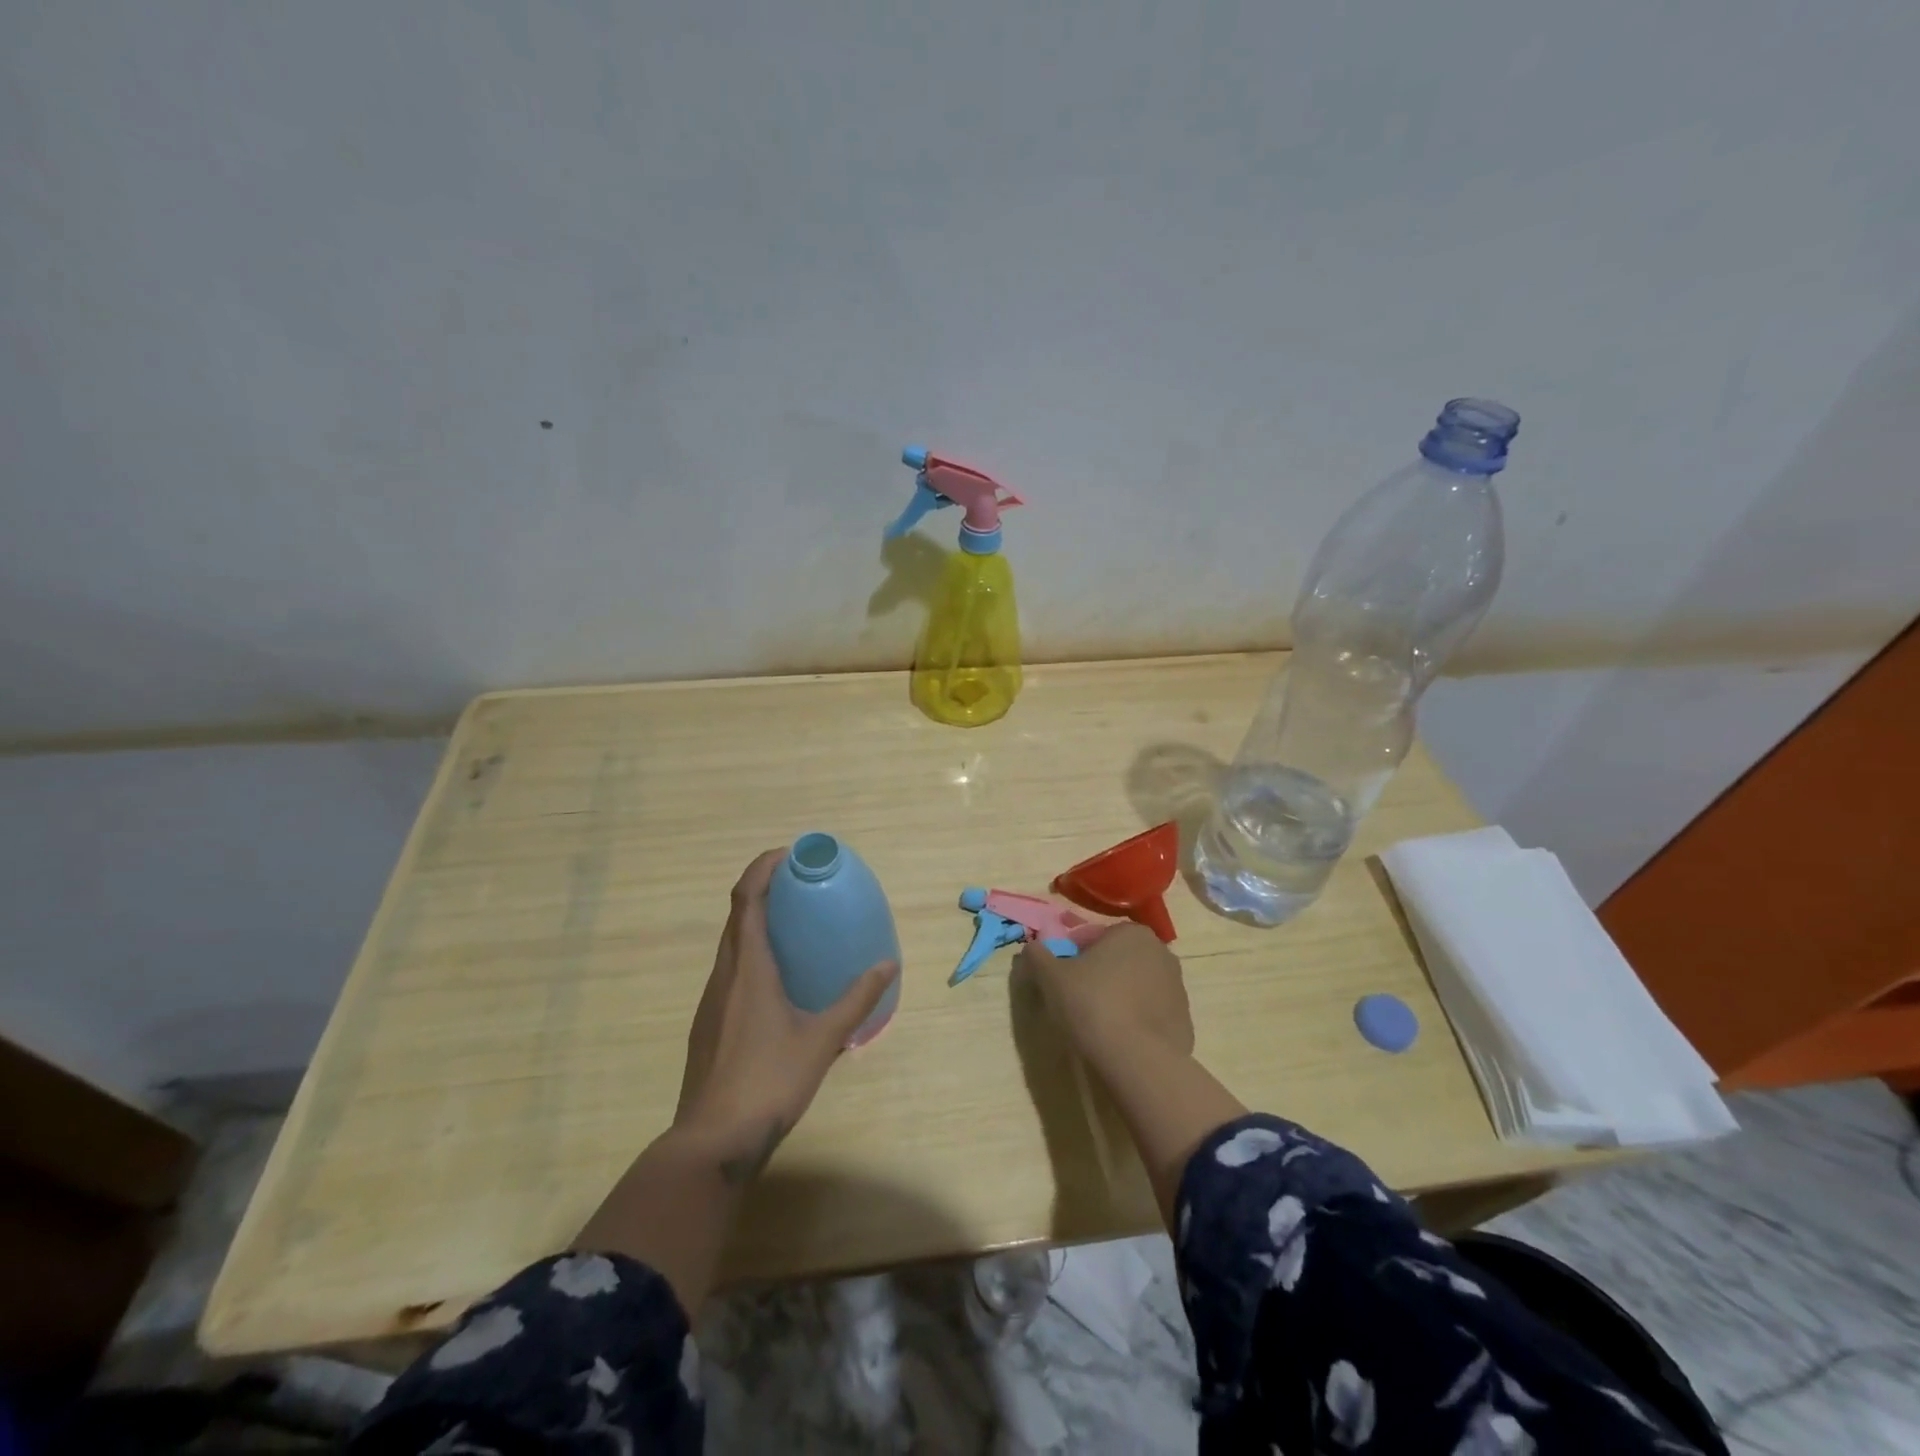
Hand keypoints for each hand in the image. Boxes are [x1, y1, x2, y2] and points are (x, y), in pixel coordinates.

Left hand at [674, 848, 898, 1182]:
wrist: (713, 1141)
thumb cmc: (770, 1081)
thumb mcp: (823, 1039)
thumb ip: (856, 999)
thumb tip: (888, 965)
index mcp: (749, 968)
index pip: (747, 898)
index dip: (762, 868)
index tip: (789, 854)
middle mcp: (725, 974)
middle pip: (737, 915)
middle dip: (763, 889)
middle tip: (800, 885)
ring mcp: (712, 1000)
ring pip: (731, 943)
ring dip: (756, 921)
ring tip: (793, 925)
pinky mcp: (708, 1022)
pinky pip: (730, 969)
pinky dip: (751, 952)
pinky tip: (778, 979)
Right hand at [1018, 923, 1193, 1081]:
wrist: (1138, 1059)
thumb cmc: (1092, 1004)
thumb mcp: (1051, 977)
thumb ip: (1038, 956)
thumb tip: (1031, 947)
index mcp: (1132, 933)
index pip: (1094, 937)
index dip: (1072, 955)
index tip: (1060, 978)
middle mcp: (1161, 952)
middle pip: (1118, 959)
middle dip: (1099, 974)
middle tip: (1076, 999)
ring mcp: (1178, 988)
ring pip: (1137, 986)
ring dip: (1119, 996)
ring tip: (1097, 1023)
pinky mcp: (1185, 1020)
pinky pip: (1151, 1014)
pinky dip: (1136, 1020)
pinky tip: (1119, 1039)